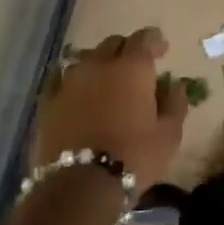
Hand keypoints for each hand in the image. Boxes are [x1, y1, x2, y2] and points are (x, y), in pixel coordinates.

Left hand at [35, 28, 186, 191]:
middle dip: (126, 50)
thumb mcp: (169, 134)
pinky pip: (63, 82)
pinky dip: (76, 84)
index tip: (162, 50)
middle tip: (135, 68)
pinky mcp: (48, 102)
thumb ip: (175, 103)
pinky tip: (80, 97)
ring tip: (106, 82)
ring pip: (86, 60)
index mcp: (131, 68)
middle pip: (112, 44)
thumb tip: (175, 85)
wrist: (80, 186)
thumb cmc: (134, 157)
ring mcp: (69, 82)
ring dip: (99, 65)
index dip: (154, 41)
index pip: (144, 38)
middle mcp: (98, 65)